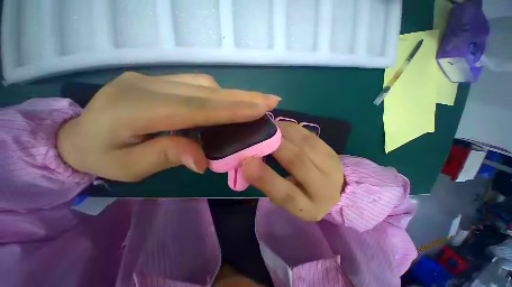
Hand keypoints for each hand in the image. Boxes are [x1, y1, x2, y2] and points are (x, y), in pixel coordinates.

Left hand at [57, 72, 279, 180]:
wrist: (75, 134)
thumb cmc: (99, 157)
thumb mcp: (128, 168)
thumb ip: (166, 156)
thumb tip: (202, 160)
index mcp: (136, 109)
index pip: (197, 108)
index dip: (232, 109)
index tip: (260, 109)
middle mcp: (149, 86)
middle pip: (207, 92)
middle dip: (243, 97)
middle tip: (270, 100)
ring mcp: (155, 80)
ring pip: (205, 85)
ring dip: (235, 95)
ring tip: (258, 103)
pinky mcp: (160, 81)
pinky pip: (197, 85)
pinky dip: (220, 95)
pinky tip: (231, 103)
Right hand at [242, 122, 343, 220]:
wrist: (332, 189)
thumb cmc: (301, 196)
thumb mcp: (284, 199)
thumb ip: (268, 184)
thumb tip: (248, 163)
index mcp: (308, 207)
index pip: (287, 194)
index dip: (265, 178)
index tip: (246, 163)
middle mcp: (324, 186)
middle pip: (298, 162)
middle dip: (274, 147)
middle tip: (255, 138)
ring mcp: (330, 164)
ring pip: (303, 143)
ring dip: (281, 133)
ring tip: (265, 130)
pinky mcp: (328, 148)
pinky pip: (306, 133)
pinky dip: (289, 128)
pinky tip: (278, 128)